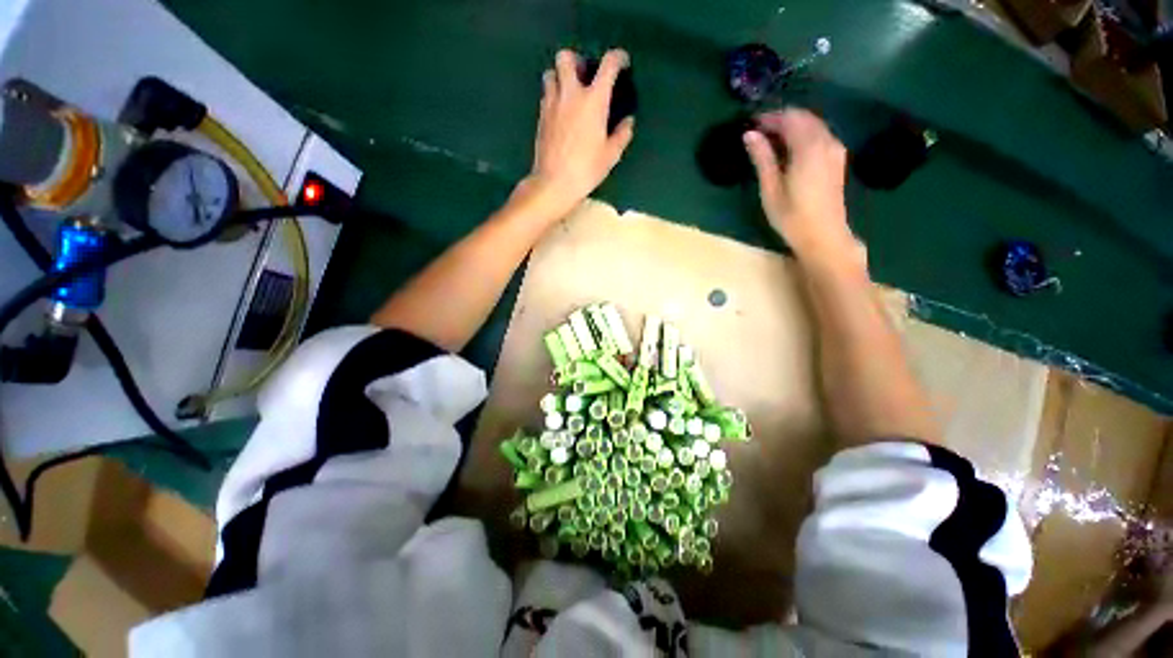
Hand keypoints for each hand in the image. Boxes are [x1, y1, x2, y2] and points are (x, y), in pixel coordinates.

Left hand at [525, 49, 635, 215]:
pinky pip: (546, 95)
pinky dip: (554, 96)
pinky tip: (562, 113)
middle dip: (576, 61)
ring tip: (570, 93)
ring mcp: (552, 104)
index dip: (618, 58)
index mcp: (593, 100)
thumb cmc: (586, 169)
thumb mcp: (611, 155)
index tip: (622, 64)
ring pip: (550, 73)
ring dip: (561, 77)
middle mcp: (570, 94)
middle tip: (585, 77)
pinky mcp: (541, 117)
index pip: (608, 65)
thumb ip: (622, 134)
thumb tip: (628, 122)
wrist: (554, 183)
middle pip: (566, 58)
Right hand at [743, 109, 861, 266]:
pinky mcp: (837, 159)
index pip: (789, 118)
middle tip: (759, 131)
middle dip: (781, 119)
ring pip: (813, 125)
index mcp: (808, 148)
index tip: (751, 123)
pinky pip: (820, 135)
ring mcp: (835, 149)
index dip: (770, 117)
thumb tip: (750, 134)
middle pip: (804, 118)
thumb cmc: (792, 216)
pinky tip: (790, 149)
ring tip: (771, 140)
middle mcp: (826, 141)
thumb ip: (762, 158)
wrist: (824, 235)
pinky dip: (804, 134)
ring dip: (793, 126)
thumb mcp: (771, 189)